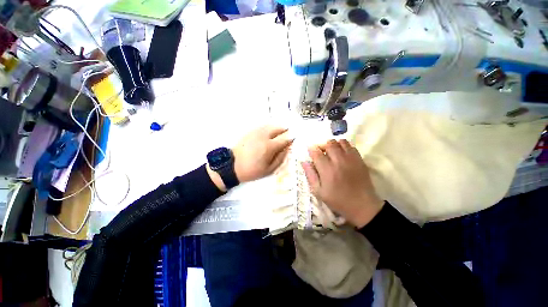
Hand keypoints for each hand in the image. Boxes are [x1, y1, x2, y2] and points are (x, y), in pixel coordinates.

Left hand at [233, 126, 293, 182]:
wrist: (232, 166)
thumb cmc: (252, 170)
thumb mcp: (269, 169)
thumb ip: (280, 158)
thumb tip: (287, 149)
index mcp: (269, 147)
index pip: (284, 138)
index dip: (291, 138)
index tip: (294, 139)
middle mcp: (263, 136)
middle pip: (278, 128)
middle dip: (285, 131)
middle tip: (288, 135)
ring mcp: (256, 132)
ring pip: (271, 126)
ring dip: (277, 129)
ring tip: (280, 134)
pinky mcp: (250, 132)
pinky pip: (263, 127)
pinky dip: (269, 128)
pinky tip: (270, 134)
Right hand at [301, 140, 383, 227]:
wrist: (362, 206)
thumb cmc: (338, 200)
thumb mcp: (319, 192)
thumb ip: (310, 175)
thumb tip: (304, 162)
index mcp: (327, 170)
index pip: (316, 153)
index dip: (311, 149)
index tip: (310, 150)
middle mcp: (338, 161)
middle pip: (328, 144)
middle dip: (322, 145)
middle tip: (320, 151)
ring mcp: (351, 159)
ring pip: (340, 142)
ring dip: (333, 144)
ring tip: (330, 151)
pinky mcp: (359, 159)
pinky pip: (350, 146)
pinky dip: (343, 145)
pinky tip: (341, 153)